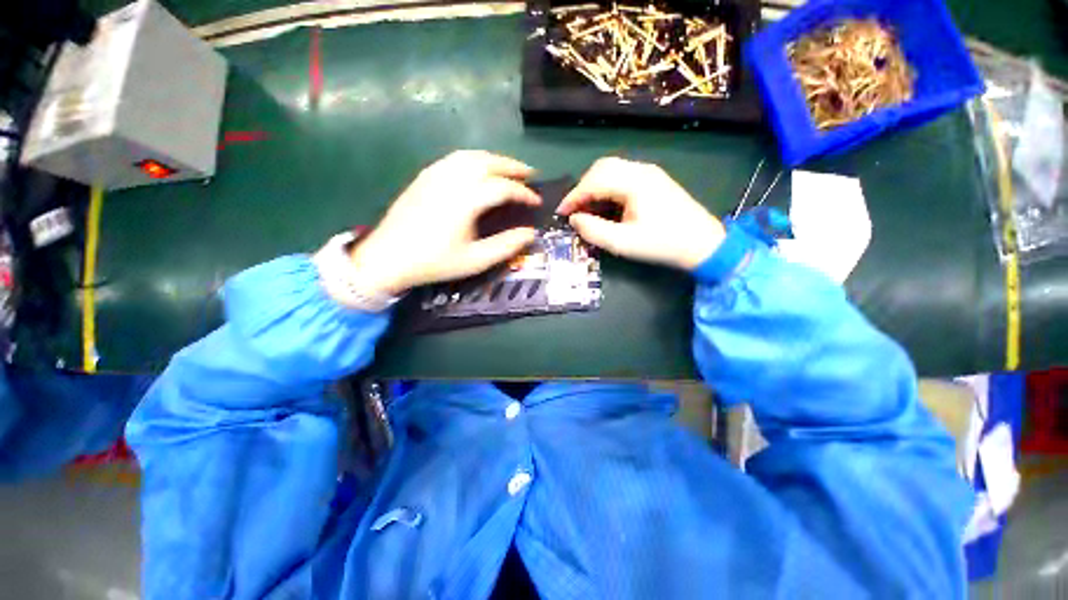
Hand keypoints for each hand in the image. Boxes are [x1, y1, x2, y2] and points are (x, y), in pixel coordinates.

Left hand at [349, 151, 539, 294]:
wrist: (388, 258)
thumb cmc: (434, 262)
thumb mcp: (476, 260)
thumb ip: (506, 246)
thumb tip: (530, 233)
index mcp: (466, 200)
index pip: (503, 187)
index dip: (523, 193)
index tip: (536, 201)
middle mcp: (451, 179)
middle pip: (488, 162)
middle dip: (512, 166)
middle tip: (529, 175)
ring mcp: (435, 174)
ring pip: (470, 155)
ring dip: (494, 159)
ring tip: (507, 170)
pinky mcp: (424, 176)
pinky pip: (454, 159)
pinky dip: (474, 159)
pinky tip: (478, 170)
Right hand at [557, 157, 725, 269]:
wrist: (703, 244)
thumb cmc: (662, 244)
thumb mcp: (623, 243)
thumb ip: (594, 230)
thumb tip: (574, 219)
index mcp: (635, 182)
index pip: (594, 181)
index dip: (574, 196)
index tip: (561, 212)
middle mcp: (641, 170)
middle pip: (601, 168)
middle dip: (582, 187)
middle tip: (573, 210)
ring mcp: (649, 173)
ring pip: (611, 169)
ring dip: (594, 186)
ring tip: (586, 208)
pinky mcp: (653, 180)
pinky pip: (622, 176)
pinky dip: (607, 187)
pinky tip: (605, 204)